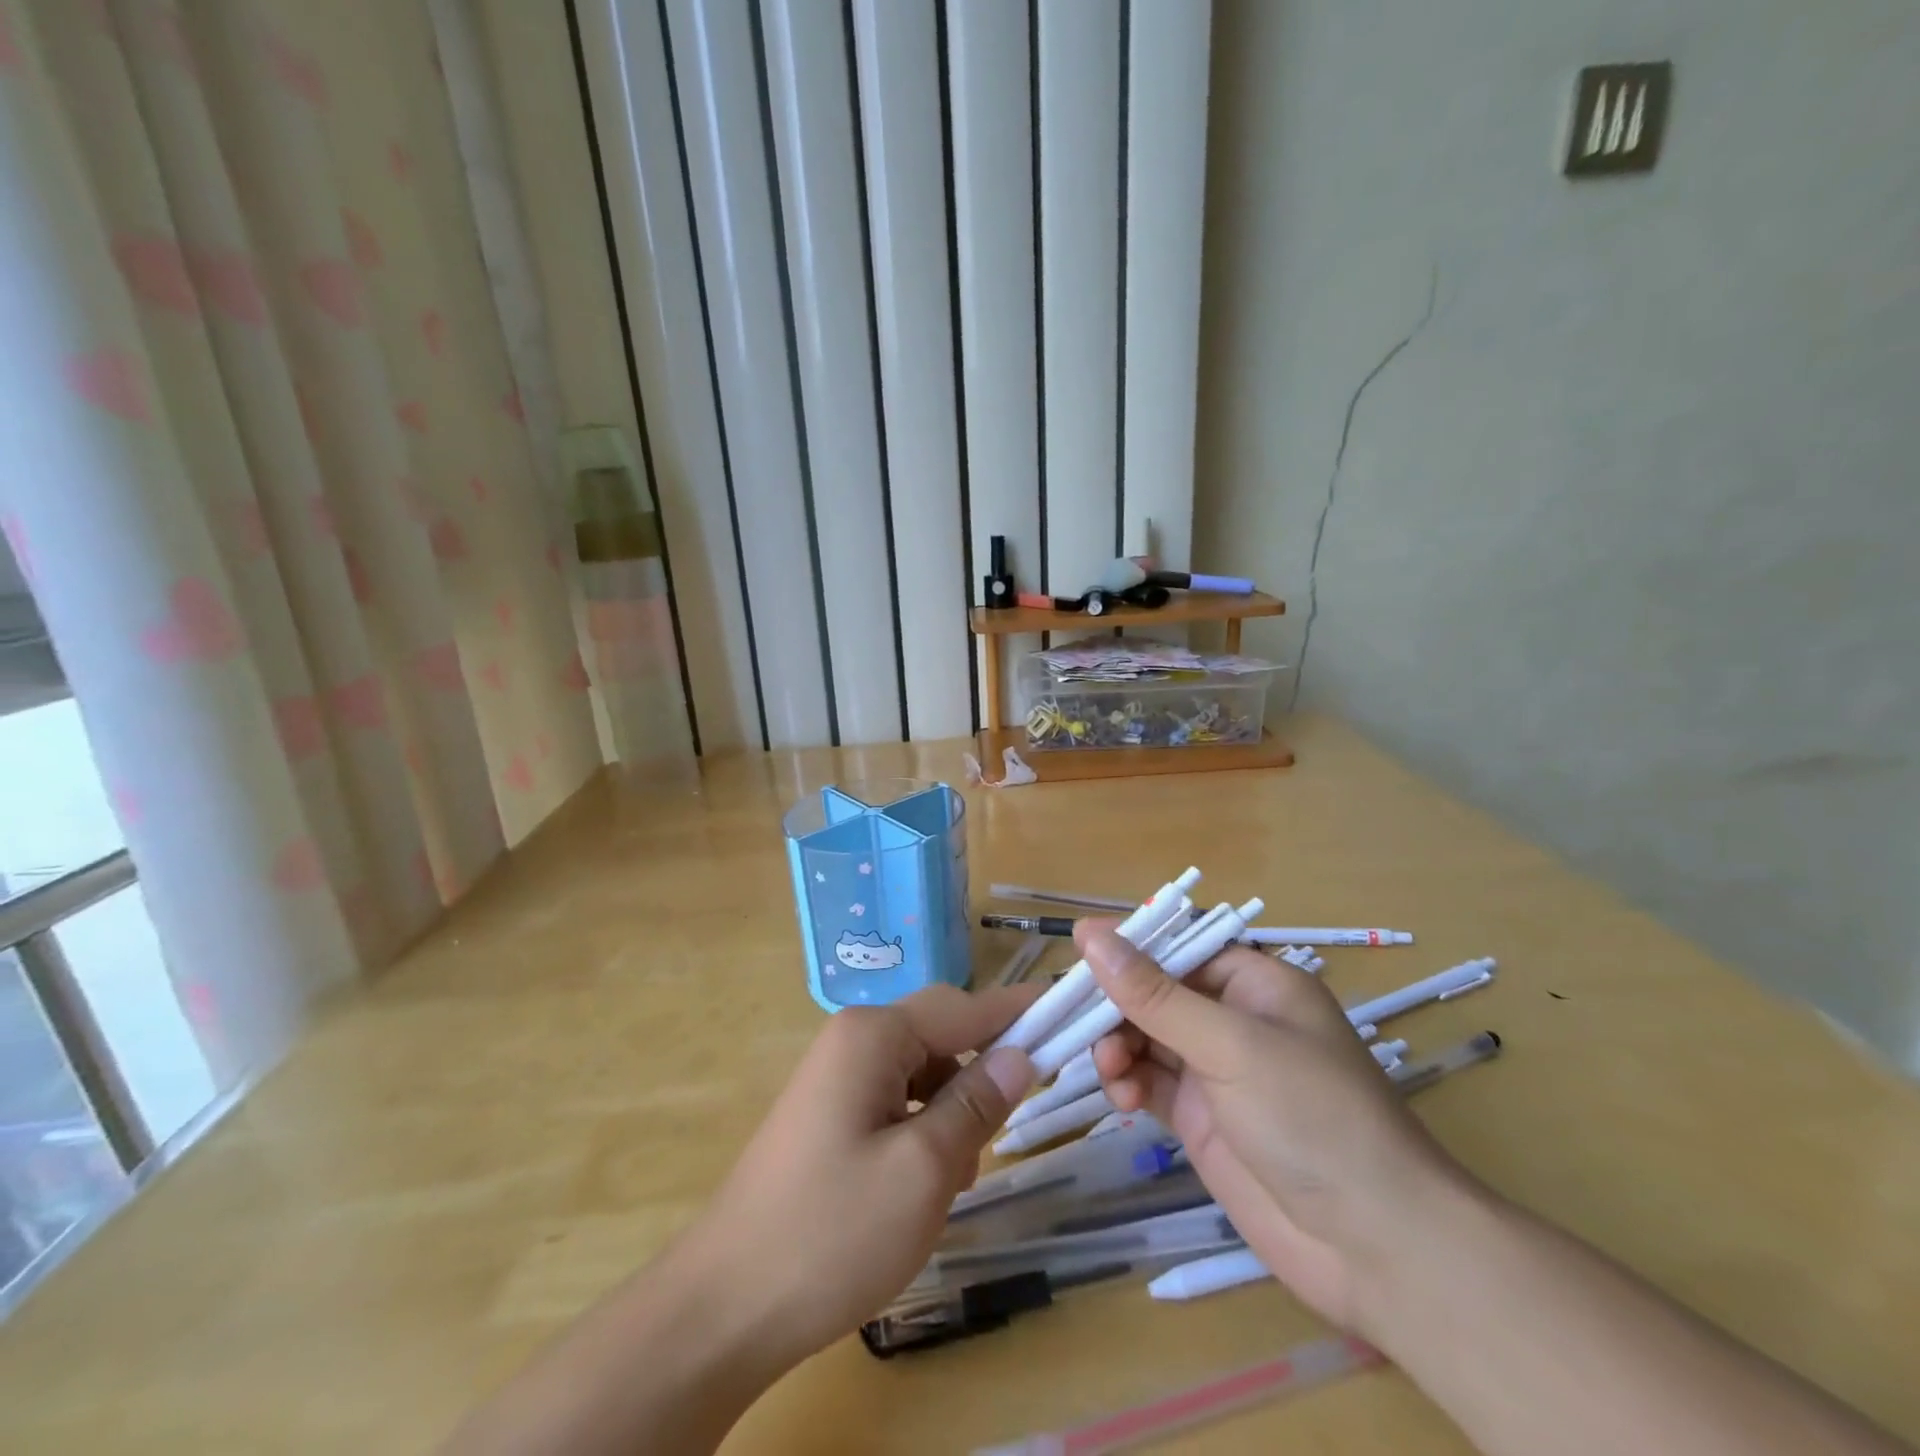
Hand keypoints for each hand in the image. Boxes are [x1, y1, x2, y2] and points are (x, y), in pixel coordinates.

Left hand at [678, 983, 1039, 1370]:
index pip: (965, 1007)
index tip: (1069, 1010)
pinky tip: (923, 1182)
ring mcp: (837, 1077)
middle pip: (942, 1035)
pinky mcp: (830, 1113)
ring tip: (956, 1176)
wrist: (724, 1307)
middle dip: (981, 1075)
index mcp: (874, 1036)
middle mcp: (853, 1040)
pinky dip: (924, 1129)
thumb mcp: (925, 1169)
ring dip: (953, 1111)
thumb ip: (978, 1103)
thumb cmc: (832, 1232)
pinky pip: (897, 1100)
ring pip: (923, 1073)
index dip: (1018, 1010)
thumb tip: (1022, 1054)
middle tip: (1010, 1125)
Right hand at [1079, 920, 1469, 1335]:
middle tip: (1076, 1024)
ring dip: (1116, 1046)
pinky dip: (1127, 1083)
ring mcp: (1216, 1071)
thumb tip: (1090, 934)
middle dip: (1116, 1005)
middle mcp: (1233, 1019)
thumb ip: (1154, 994)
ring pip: (1144, 1037)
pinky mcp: (1200, 1118)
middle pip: (1155, 992)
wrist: (1375, 1248)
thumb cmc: (1311, 1117)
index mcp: (1255, 983)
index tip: (1078, 955)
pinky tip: (1120, 1099)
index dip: (1130, 948)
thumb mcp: (1229, 1045)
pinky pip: (1148, 1082)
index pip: (1179, 946)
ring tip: (1108, 1069)